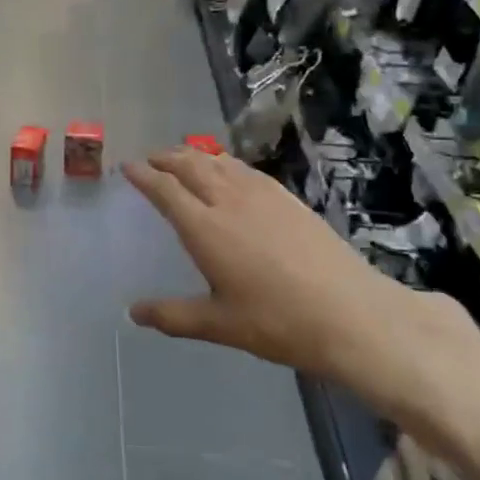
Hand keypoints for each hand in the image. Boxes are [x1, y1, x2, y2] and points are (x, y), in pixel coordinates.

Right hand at [124, 147, 479, 422]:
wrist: (352, 314)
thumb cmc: (278, 322)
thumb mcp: (219, 325)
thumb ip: (173, 316)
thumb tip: (133, 312)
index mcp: (205, 228)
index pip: (165, 189)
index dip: (143, 175)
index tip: (127, 167)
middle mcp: (228, 201)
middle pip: (189, 165)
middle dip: (165, 158)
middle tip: (150, 160)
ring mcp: (262, 195)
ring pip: (218, 162)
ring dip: (193, 155)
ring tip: (182, 158)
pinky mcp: (287, 198)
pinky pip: (245, 169)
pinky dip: (225, 163)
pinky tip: (228, 171)